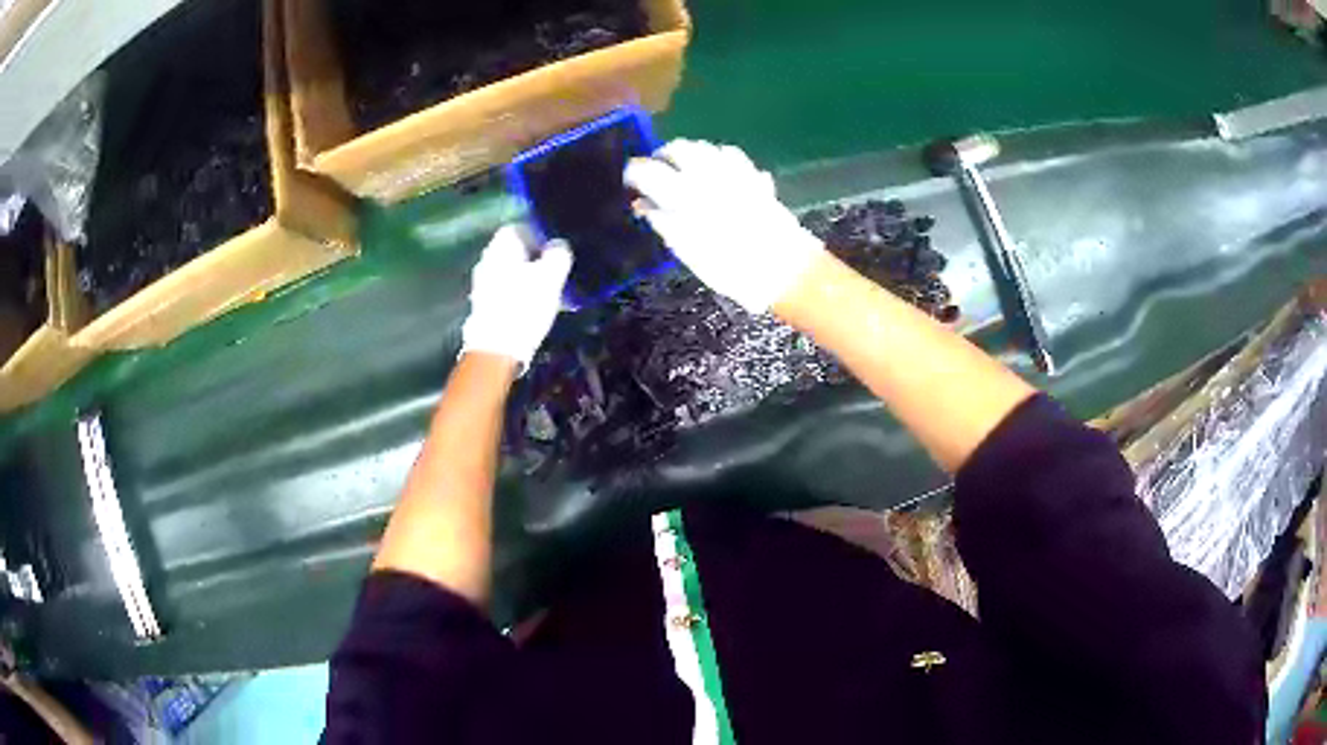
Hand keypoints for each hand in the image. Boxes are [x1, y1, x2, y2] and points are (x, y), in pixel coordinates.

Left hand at [461, 224, 572, 368]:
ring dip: (526, 279)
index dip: (537, 233)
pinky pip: (505, 293)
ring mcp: (482, 286)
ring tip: (549, 292)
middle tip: (554, 270)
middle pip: (511, 252)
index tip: (553, 247)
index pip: (517, 227)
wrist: (496, 348)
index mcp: (501, 248)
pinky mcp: (483, 308)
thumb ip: (558, 255)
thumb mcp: (551, 277)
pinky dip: (519, 296)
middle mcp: (487, 262)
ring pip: (508, 274)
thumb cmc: (524, 306)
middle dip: (533, 258)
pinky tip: (534, 309)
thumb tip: (558, 245)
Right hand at [624, 139, 823, 312]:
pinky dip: (716, 158)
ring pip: (703, 147)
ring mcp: (734, 171)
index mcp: (684, 194)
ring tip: (683, 171)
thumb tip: (643, 205)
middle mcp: (707, 174)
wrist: (783, 268)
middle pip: (677, 148)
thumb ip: (663, 222)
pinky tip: (715, 172)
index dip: (634, 172)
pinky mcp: (754, 175)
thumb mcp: (688, 251)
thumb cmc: (730, 268)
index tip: (630, 181)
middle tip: (656, 173)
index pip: (648, 170)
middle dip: (662, 157)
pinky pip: (729, 155)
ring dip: (688, 154)